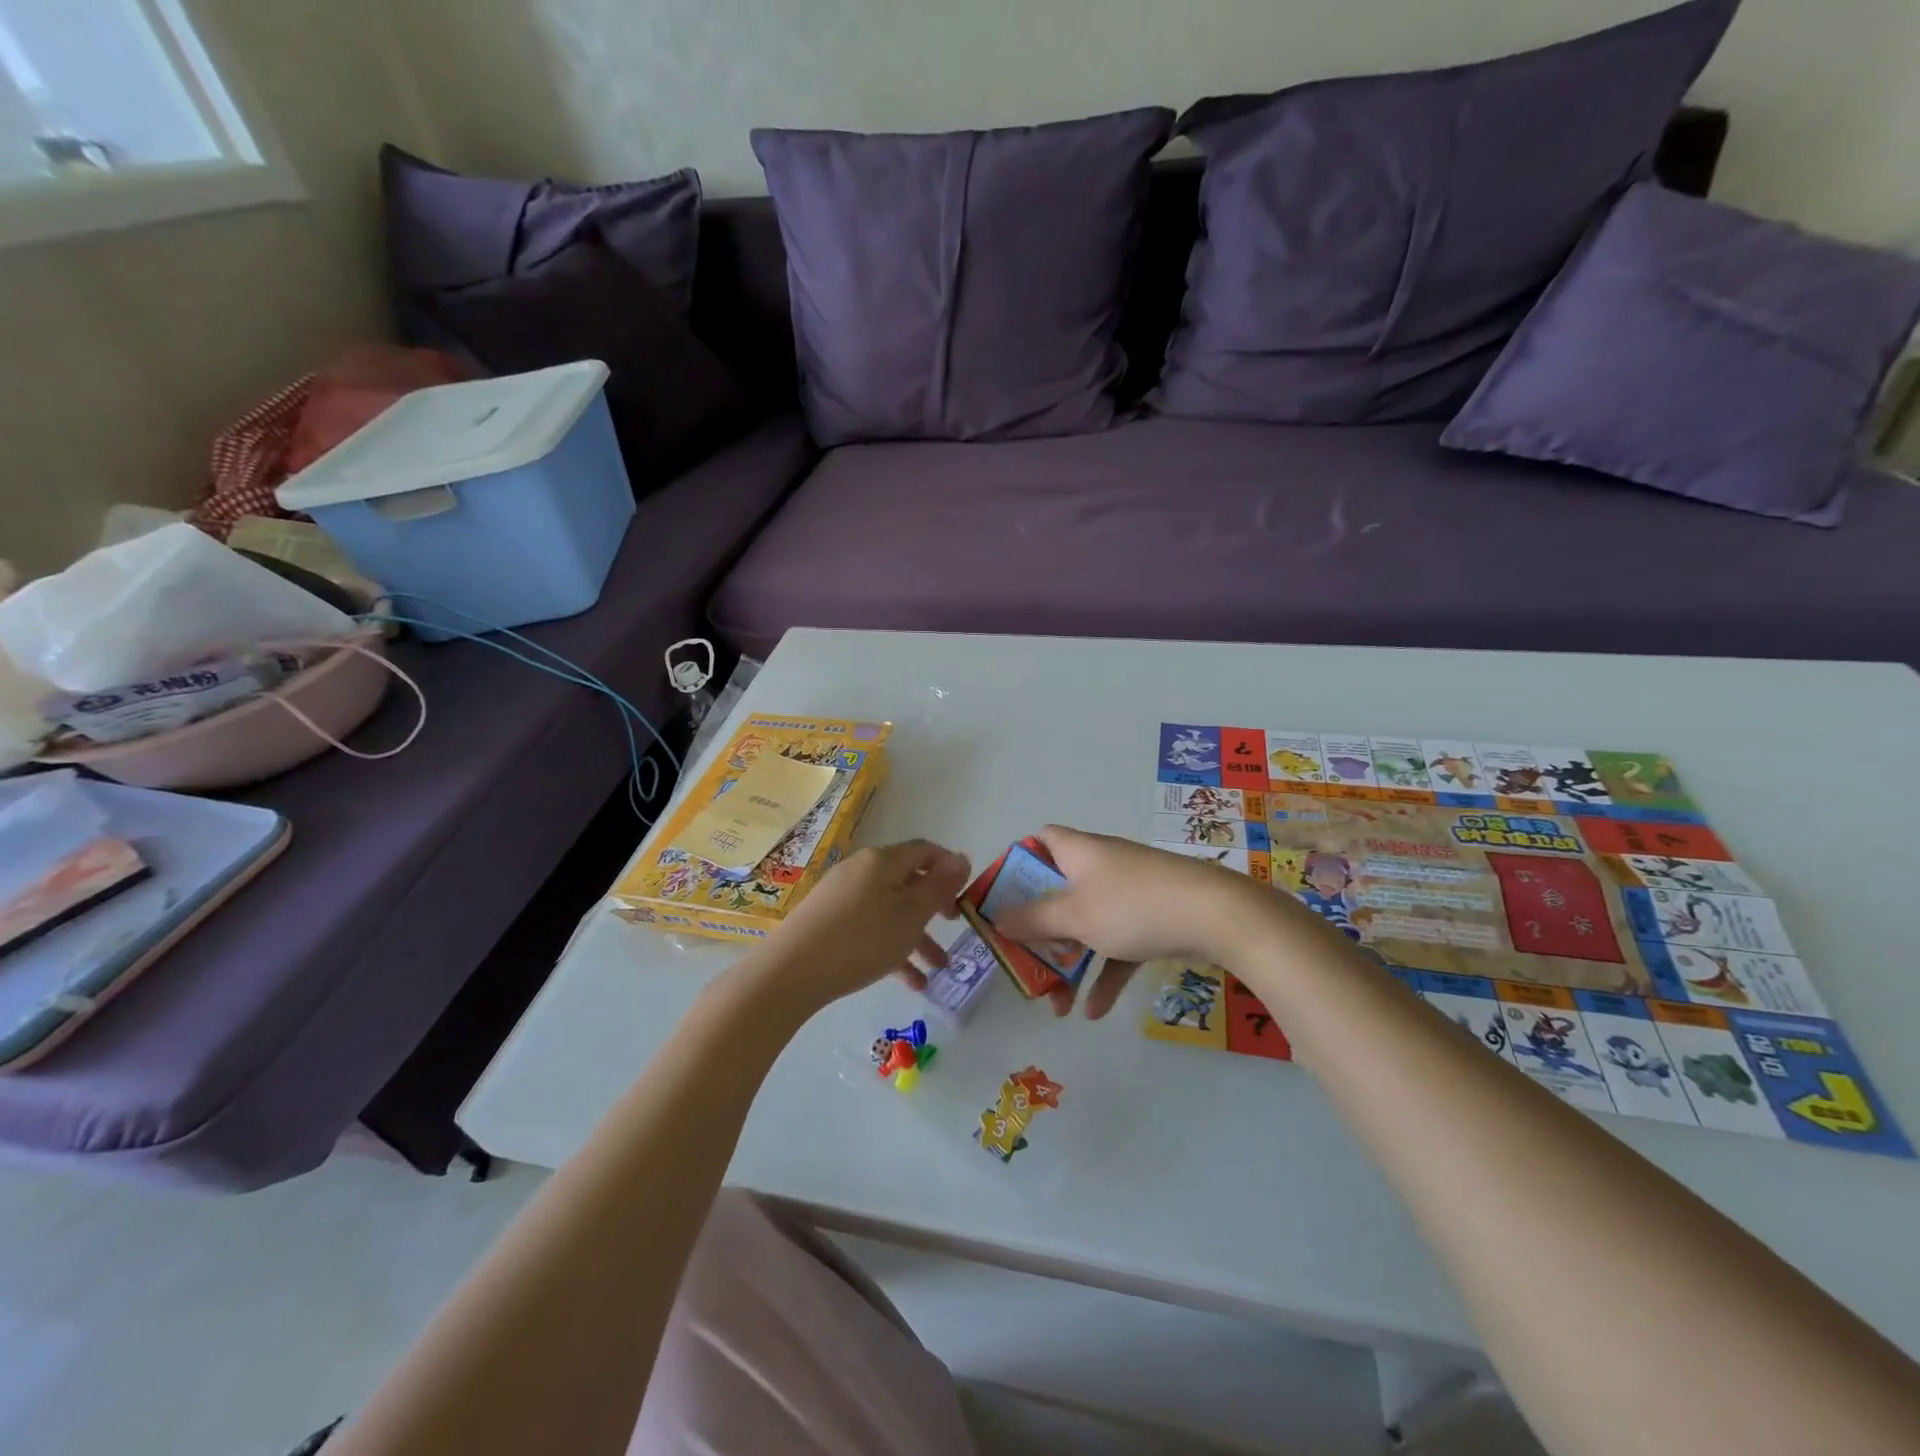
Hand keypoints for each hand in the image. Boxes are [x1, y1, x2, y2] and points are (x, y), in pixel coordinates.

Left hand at [736, 839, 970, 1015]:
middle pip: (907, 882)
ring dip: (917, 937)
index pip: (925, 851)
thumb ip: (939, 886)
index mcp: (883, 861)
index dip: (949, 868)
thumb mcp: (911, 914)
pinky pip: (870, 928)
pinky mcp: (827, 921)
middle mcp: (862, 870)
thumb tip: (962, 857)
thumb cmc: (861, 939)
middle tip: (954, 927)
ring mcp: (841, 895)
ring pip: (890, 910)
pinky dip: (891, 948)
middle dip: (934, 907)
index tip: (967, 894)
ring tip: (937, 970)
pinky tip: (909, 982)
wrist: (790, 972)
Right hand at [993, 825, 1269, 1018]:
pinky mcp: (1153, 917)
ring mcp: (1130, 892)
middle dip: (1040, 932)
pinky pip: (1118, 944)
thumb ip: (1032, 919)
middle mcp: (1102, 866)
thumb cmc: (1132, 906)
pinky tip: (1095, 1012)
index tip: (1004, 900)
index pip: (1040, 841)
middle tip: (1025, 963)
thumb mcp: (1073, 915)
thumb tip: (997, 918)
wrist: (1217, 916)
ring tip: (1057, 1005)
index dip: (1018, 864)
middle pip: (1059, 892)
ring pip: (1087, 925)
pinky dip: (1106, 973)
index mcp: (1079, 852)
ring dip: (1070, 962)